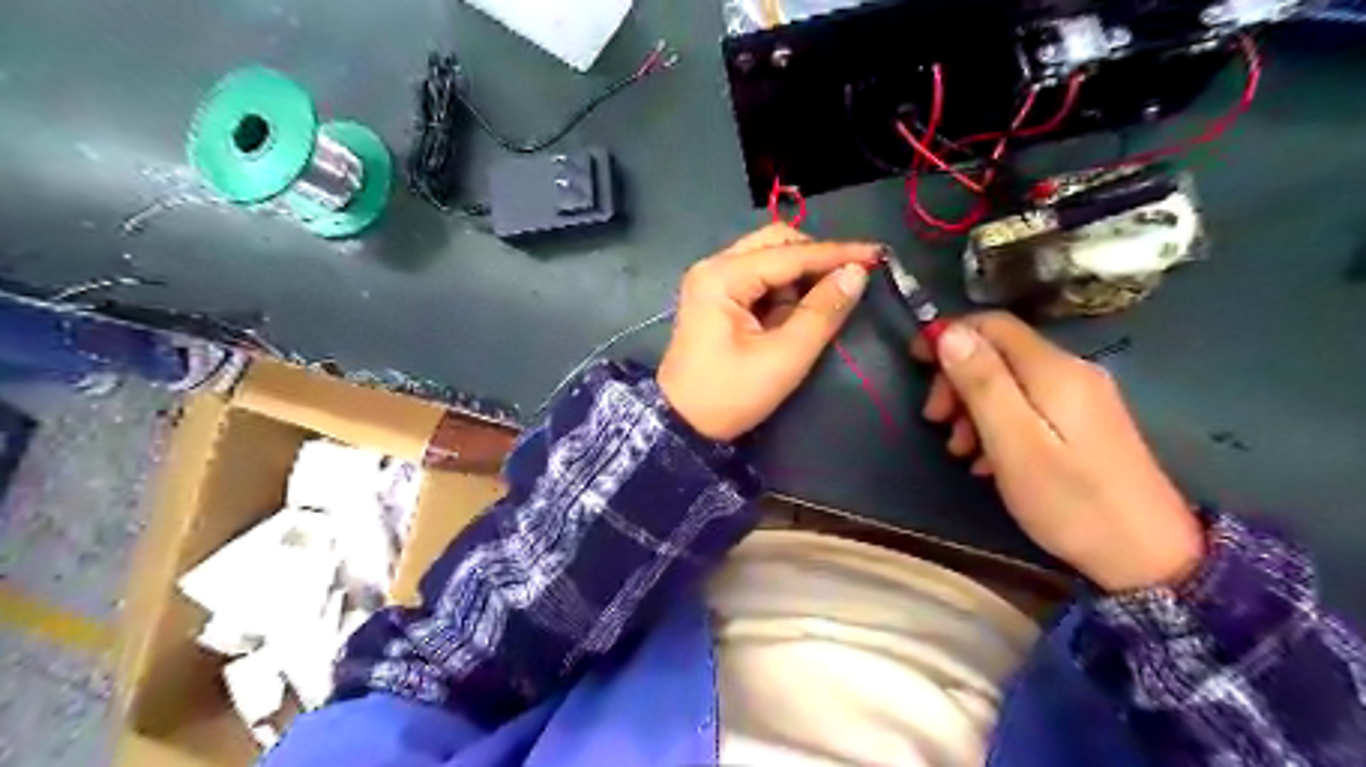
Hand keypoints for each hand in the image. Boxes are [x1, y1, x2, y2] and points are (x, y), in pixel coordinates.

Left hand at [660, 226, 875, 438]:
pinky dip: (782, 291)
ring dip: (798, 278)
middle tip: (847, 281)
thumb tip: (856, 274)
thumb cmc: (730, 394)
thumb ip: (822, 312)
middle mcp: (714, 267)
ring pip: (768, 259)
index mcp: (723, 276)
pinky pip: (759, 279)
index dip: (836, 253)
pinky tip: (793, 315)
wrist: (681, 424)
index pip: (790, 254)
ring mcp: (712, 281)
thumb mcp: (783, 358)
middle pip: (775, 243)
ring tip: (816, 310)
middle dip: (814, 259)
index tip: (877, 254)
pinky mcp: (716, 298)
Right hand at [917, 311, 1203, 593]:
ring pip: (1008, 382)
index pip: (991, 324)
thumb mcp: (1014, 443)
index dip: (947, 333)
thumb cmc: (1071, 501)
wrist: (1150, 558)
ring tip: (958, 451)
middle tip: (935, 422)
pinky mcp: (1083, 424)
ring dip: (972, 407)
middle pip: (998, 352)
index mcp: (1053, 370)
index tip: (915, 362)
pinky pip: (1026, 406)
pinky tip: (987, 462)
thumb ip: (983, 384)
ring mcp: (1081, 398)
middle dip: (957, 379)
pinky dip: (996, 424)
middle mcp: (1070, 372)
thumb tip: (950, 332)